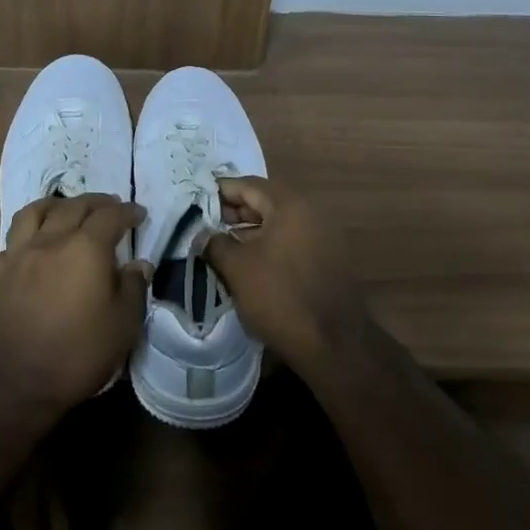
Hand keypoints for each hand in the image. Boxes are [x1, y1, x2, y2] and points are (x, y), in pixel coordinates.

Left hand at [0, 193, 148, 411]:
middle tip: (110, 207)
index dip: (127, 211)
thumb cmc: (76, 354)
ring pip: (36, 211)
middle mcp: (51, 240)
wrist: (11, 383)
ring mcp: (20, 254)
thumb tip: (139, 265)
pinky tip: (35, 243)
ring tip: (67, 209)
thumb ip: (132, 289)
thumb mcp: (122, 326)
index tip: (139, 214)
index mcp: (86, 248)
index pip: (110, 216)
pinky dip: (30, 231)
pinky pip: (14, 238)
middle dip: (96, 203)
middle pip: (74, 206)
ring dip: (57, 205)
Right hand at [203, 177, 362, 370]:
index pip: (248, 184)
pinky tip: (249, 261)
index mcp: (290, 204)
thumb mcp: (237, 268)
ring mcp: (323, 235)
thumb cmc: (280, 296)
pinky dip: (269, 244)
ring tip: (222, 244)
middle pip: (265, 200)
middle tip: (205, 223)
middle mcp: (311, 211)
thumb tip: (202, 232)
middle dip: (234, 211)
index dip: (219, 191)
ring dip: (250, 229)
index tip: (195, 200)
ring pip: (278, 222)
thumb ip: (215, 243)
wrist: (334, 344)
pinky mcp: (328, 258)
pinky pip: (291, 240)